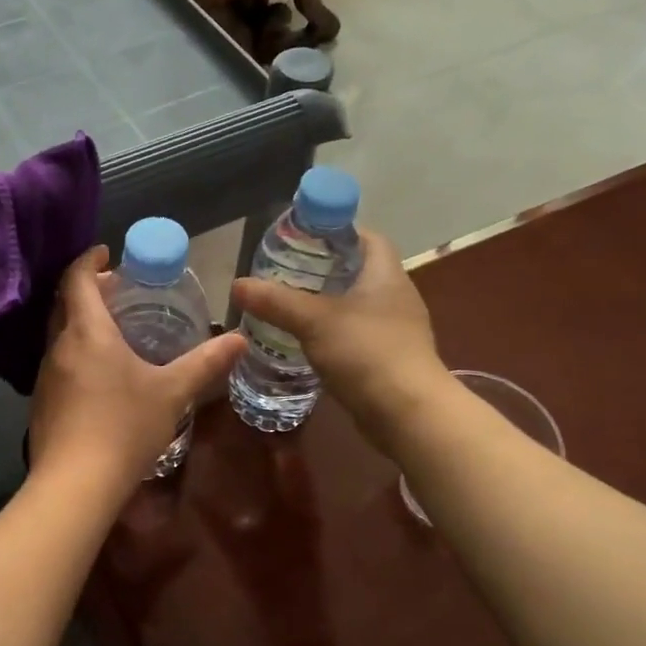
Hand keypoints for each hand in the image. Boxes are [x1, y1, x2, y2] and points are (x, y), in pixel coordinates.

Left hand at [30, 247, 246, 491]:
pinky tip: (101, 375)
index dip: (90, 260)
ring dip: (82, 322)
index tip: (106, 253)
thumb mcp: (172, 392)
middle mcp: (59, 346)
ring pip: (60, 334)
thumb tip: (239, 339)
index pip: (78, 279)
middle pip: (66, 303)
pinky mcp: (41, 402)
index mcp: (87, 332)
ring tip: (115, 330)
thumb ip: (205, 363)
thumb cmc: (125, 427)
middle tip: (119, 290)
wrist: (75, 484)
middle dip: (89, 290)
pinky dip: (77, 351)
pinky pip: (59, 361)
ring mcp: (46, 375)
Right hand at [230, 228, 445, 452]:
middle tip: (285, 271)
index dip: (336, 231)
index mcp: (386, 274)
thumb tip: (237, 285)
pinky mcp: (390, 359)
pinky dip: (333, 333)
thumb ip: (275, 300)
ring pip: (356, 305)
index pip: (366, 237)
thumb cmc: (366, 353)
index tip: (303, 237)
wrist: (408, 415)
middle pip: (358, 270)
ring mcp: (396, 330)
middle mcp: (396, 296)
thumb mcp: (313, 321)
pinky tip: (307, 342)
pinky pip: (357, 335)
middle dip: (323, 269)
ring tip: (289, 305)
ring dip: (327, 304)